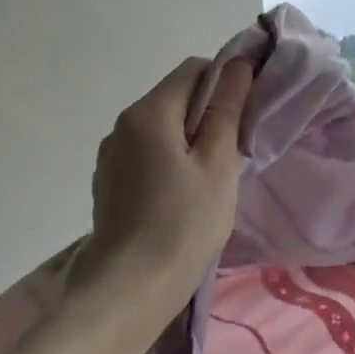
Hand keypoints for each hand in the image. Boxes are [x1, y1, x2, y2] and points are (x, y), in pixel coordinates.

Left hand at [71, 56, 253, 307]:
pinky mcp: (108, 183)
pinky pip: (146, 155)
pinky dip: (169, 162)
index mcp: (149, 112)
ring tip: (210, 179)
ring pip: (160, 130)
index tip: (247, 114)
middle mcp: (122, 125)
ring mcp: (110, 155)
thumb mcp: (218, 164)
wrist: (130, 288)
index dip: (226, 82)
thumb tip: (237, 65)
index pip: (193, 70)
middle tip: (235, 152)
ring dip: (189, 141)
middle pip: (174, 99)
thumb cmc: (184, 223)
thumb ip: (227, 110)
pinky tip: (182, 197)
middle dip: (208, 115)